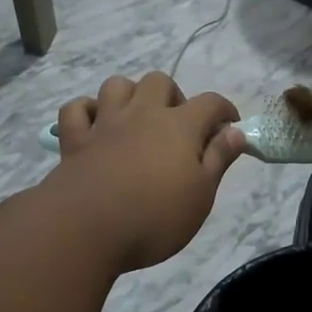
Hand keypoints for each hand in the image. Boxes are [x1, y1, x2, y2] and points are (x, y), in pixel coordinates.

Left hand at [52, 73, 244, 271]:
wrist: (88, 230)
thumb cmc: (156, 217)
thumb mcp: (202, 195)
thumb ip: (218, 159)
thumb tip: (235, 132)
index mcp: (179, 126)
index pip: (210, 103)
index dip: (224, 111)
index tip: (229, 128)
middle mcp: (142, 114)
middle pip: (160, 81)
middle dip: (173, 96)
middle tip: (178, 126)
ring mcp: (105, 124)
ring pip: (117, 85)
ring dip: (130, 95)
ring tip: (137, 120)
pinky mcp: (75, 140)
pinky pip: (76, 109)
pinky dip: (87, 111)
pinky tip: (96, 126)